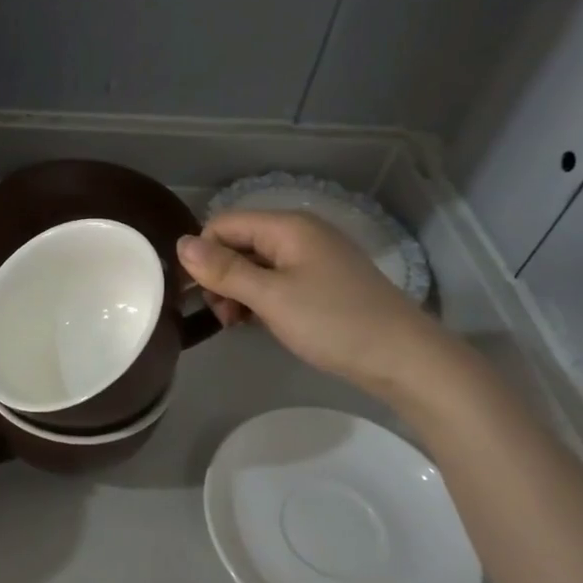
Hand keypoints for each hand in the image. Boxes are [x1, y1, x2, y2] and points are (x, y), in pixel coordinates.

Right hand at [177, 210, 447, 392]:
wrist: (401, 357)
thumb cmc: (332, 322)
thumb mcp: (270, 296)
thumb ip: (224, 270)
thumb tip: (180, 244)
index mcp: (287, 226)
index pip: (223, 224)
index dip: (203, 256)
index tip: (199, 296)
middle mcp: (299, 234)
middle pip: (238, 243)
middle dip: (220, 277)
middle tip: (225, 317)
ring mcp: (313, 258)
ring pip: (255, 265)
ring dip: (238, 292)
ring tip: (240, 324)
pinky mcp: (321, 282)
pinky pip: (276, 280)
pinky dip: (260, 299)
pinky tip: (260, 323)